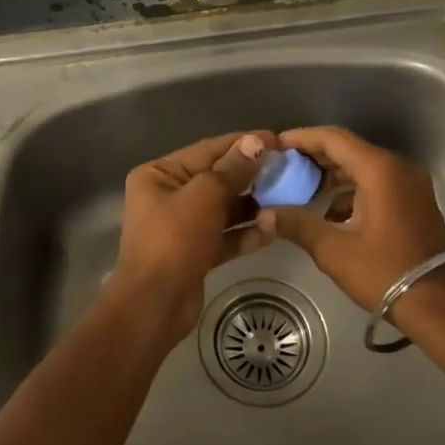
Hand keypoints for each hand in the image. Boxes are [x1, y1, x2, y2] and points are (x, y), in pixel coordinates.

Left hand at [108, 131, 274, 338]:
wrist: (155, 305)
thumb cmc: (174, 240)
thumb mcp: (204, 196)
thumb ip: (231, 170)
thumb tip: (255, 142)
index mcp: (159, 174)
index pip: (207, 150)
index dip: (242, 144)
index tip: (277, 140)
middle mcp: (167, 196)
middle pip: (216, 178)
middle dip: (251, 176)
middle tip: (288, 170)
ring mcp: (181, 226)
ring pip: (223, 209)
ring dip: (252, 206)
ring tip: (287, 199)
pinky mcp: (195, 252)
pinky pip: (224, 236)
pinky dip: (246, 233)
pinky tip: (273, 229)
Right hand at [254, 126, 444, 310]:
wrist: (440, 306)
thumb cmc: (385, 273)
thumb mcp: (334, 250)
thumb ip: (297, 225)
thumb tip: (265, 214)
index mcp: (379, 170)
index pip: (334, 139)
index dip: (302, 138)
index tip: (276, 145)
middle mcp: (398, 168)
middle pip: (349, 149)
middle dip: (314, 156)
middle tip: (283, 167)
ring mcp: (410, 184)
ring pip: (363, 166)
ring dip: (333, 175)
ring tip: (301, 189)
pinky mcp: (414, 201)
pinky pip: (377, 182)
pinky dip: (351, 190)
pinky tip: (330, 213)